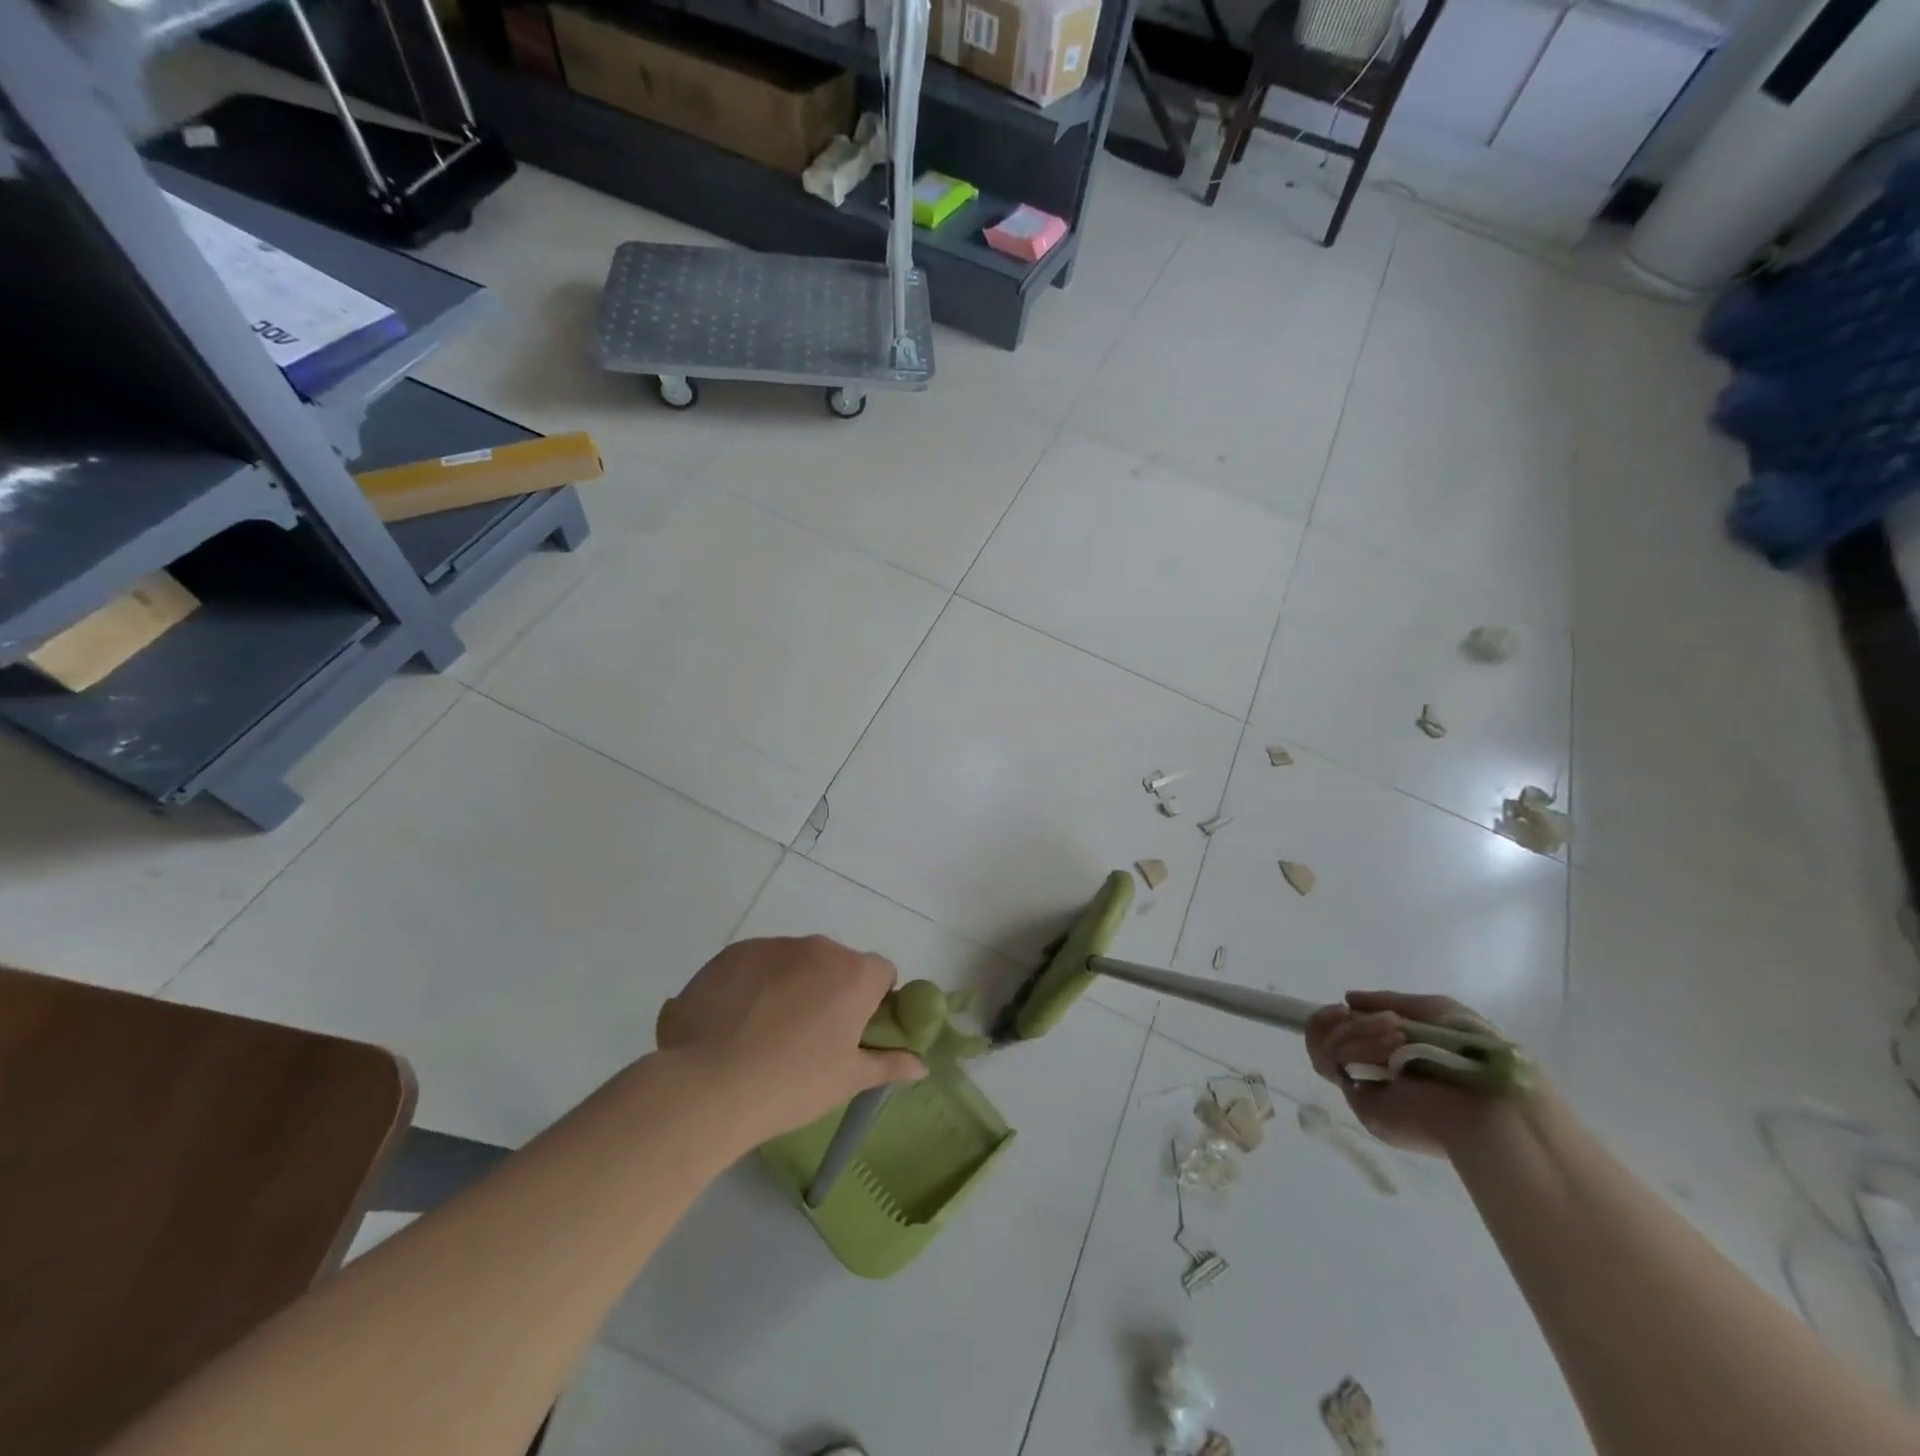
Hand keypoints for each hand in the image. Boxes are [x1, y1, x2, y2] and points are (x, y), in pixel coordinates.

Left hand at [656, 935, 926, 1145]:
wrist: (707, 1085)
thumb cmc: (792, 1084)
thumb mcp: (847, 1081)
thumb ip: (888, 1064)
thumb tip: (921, 1065)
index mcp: (854, 974)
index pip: (882, 973)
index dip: (874, 1001)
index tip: (854, 1032)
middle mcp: (818, 948)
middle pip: (837, 964)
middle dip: (831, 991)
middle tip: (810, 1038)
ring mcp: (772, 946)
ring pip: (795, 962)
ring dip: (792, 985)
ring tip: (765, 1033)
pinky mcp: (733, 953)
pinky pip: (757, 963)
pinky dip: (755, 984)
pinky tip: (735, 1023)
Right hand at [1304, 990, 1506, 1157]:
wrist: (1491, 1099)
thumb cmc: (1470, 1050)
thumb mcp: (1434, 1009)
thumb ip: (1388, 1001)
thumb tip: (1348, 999)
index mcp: (1389, 1053)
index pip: (1342, 1034)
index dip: (1333, 1018)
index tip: (1342, 1006)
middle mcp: (1372, 1070)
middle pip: (1323, 1039)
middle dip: (1333, 1020)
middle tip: (1346, 1012)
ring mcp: (1365, 1087)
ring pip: (1326, 1048)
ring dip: (1355, 1031)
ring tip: (1396, 1035)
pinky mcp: (1361, 1104)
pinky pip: (1334, 1064)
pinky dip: (1355, 1046)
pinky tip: (1388, 1044)